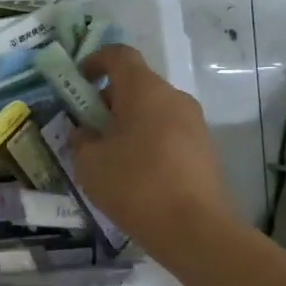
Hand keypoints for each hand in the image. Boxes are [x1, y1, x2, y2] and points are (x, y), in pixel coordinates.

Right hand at [73, 45, 234, 249]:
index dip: (96, 61)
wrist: (195, 230)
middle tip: (89, 127)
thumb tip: (86, 133)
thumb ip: (82, 139)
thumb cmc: (135, 184)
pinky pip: (170, 132)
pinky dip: (150, 141)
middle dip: (110, 99)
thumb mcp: (89, 163)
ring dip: (131, 122)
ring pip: (155, 110)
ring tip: (111, 155)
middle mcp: (174, 97)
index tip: (79, 81)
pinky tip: (137, 174)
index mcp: (144, 90)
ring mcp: (195, 123)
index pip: (119, 55)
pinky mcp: (206, 150)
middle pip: (137, 84)